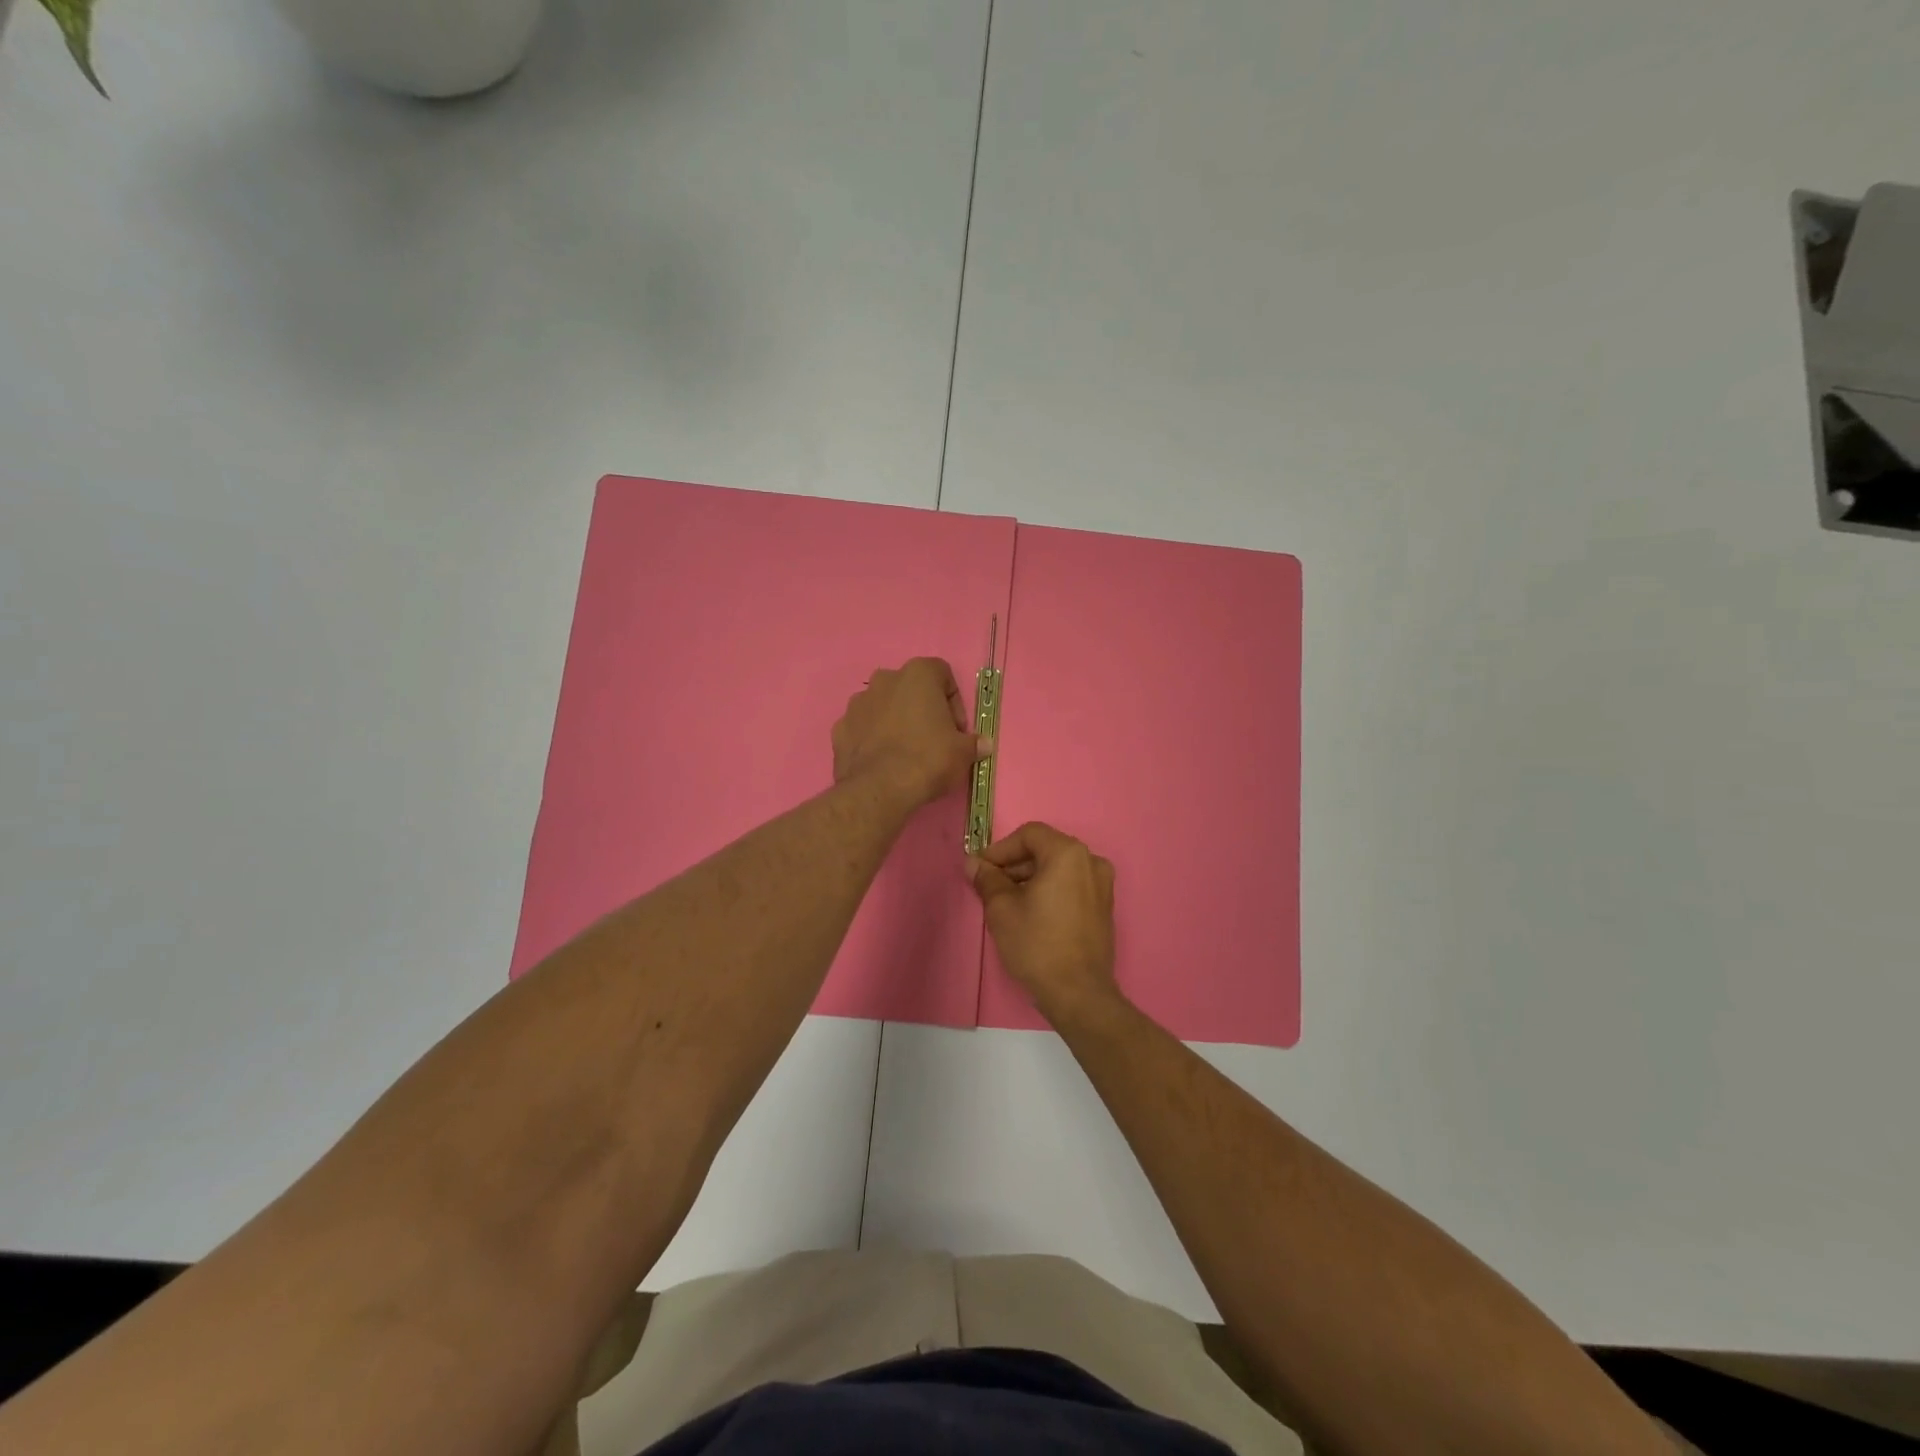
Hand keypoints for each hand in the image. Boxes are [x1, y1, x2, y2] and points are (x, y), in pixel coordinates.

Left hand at [833, 658, 987, 809]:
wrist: (879, 789)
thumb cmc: (928, 759)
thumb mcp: (963, 753)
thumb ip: (974, 743)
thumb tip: (984, 744)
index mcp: (917, 674)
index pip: (943, 674)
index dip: (954, 702)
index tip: (957, 729)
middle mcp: (885, 679)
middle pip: (910, 689)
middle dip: (922, 709)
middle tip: (933, 739)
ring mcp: (858, 703)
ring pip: (883, 706)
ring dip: (895, 721)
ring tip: (905, 752)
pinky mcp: (840, 728)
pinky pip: (862, 728)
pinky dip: (872, 738)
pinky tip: (882, 762)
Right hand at [967, 822, 1117, 1020]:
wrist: (1078, 993)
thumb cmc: (1037, 944)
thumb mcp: (1002, 909)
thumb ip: (987, 879)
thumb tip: (974, 863)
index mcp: (1068, 854)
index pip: (1029, 835)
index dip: (1001, 849)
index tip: (981, 869)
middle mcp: (1091, 862)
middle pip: (1045, 850)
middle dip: (1014, 864)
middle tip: (990, 886)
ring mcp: (1103, 885)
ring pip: (1059, 869)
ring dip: (1031, 878)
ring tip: (1007, 902)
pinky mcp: (1104, 908)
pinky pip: (1072, 886)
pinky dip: (1050, 891)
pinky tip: (1031, 914)